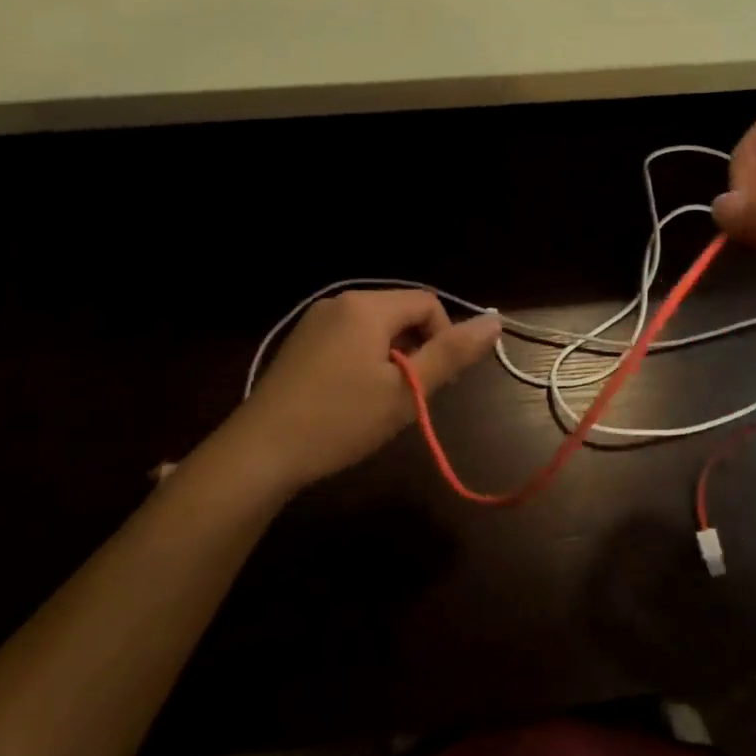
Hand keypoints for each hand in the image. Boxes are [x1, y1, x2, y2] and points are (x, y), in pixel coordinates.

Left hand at [214, 290, 500, 492]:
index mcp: (367, 306)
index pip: (428, 304)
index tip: (433, 383)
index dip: (443, 339)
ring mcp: (315, 321)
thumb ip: (452, 354)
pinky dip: (365, 362)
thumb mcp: (406, 391)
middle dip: (417, 350)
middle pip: (401, 314)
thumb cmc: (340, 420)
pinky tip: (352, 400)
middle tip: (409, 397)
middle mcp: (340, 302)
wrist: (259, 453)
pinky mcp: (300, 344)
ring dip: (392, 359)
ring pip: (376, 330)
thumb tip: (496, 320)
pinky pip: (350, 340)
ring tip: (382, 402)